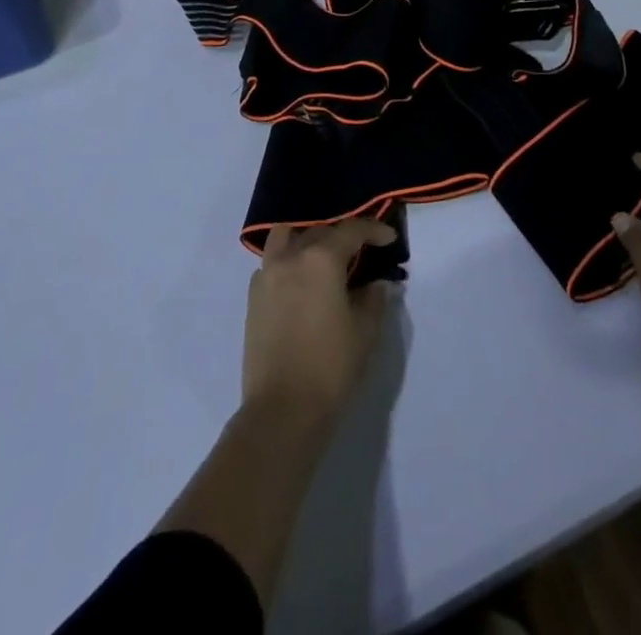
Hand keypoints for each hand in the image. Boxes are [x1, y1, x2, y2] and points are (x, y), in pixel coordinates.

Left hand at [243, 219, 397, 423]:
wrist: (282, 410)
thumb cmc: (331, 367)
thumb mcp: (364, 332)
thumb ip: (373, 299)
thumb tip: (376, 284)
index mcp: (321, 259)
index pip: (351, 230)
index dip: (373, 230)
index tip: (388, 238)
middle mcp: (291, 257)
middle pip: (319, 232)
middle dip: (342, 238)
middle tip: (360, 255)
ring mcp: (267, 275)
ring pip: (286, 238)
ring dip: (306, 240)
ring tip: (322, 259)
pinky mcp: (253, 297)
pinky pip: (271, 264)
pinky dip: (287, 262)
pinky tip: (300, 285)